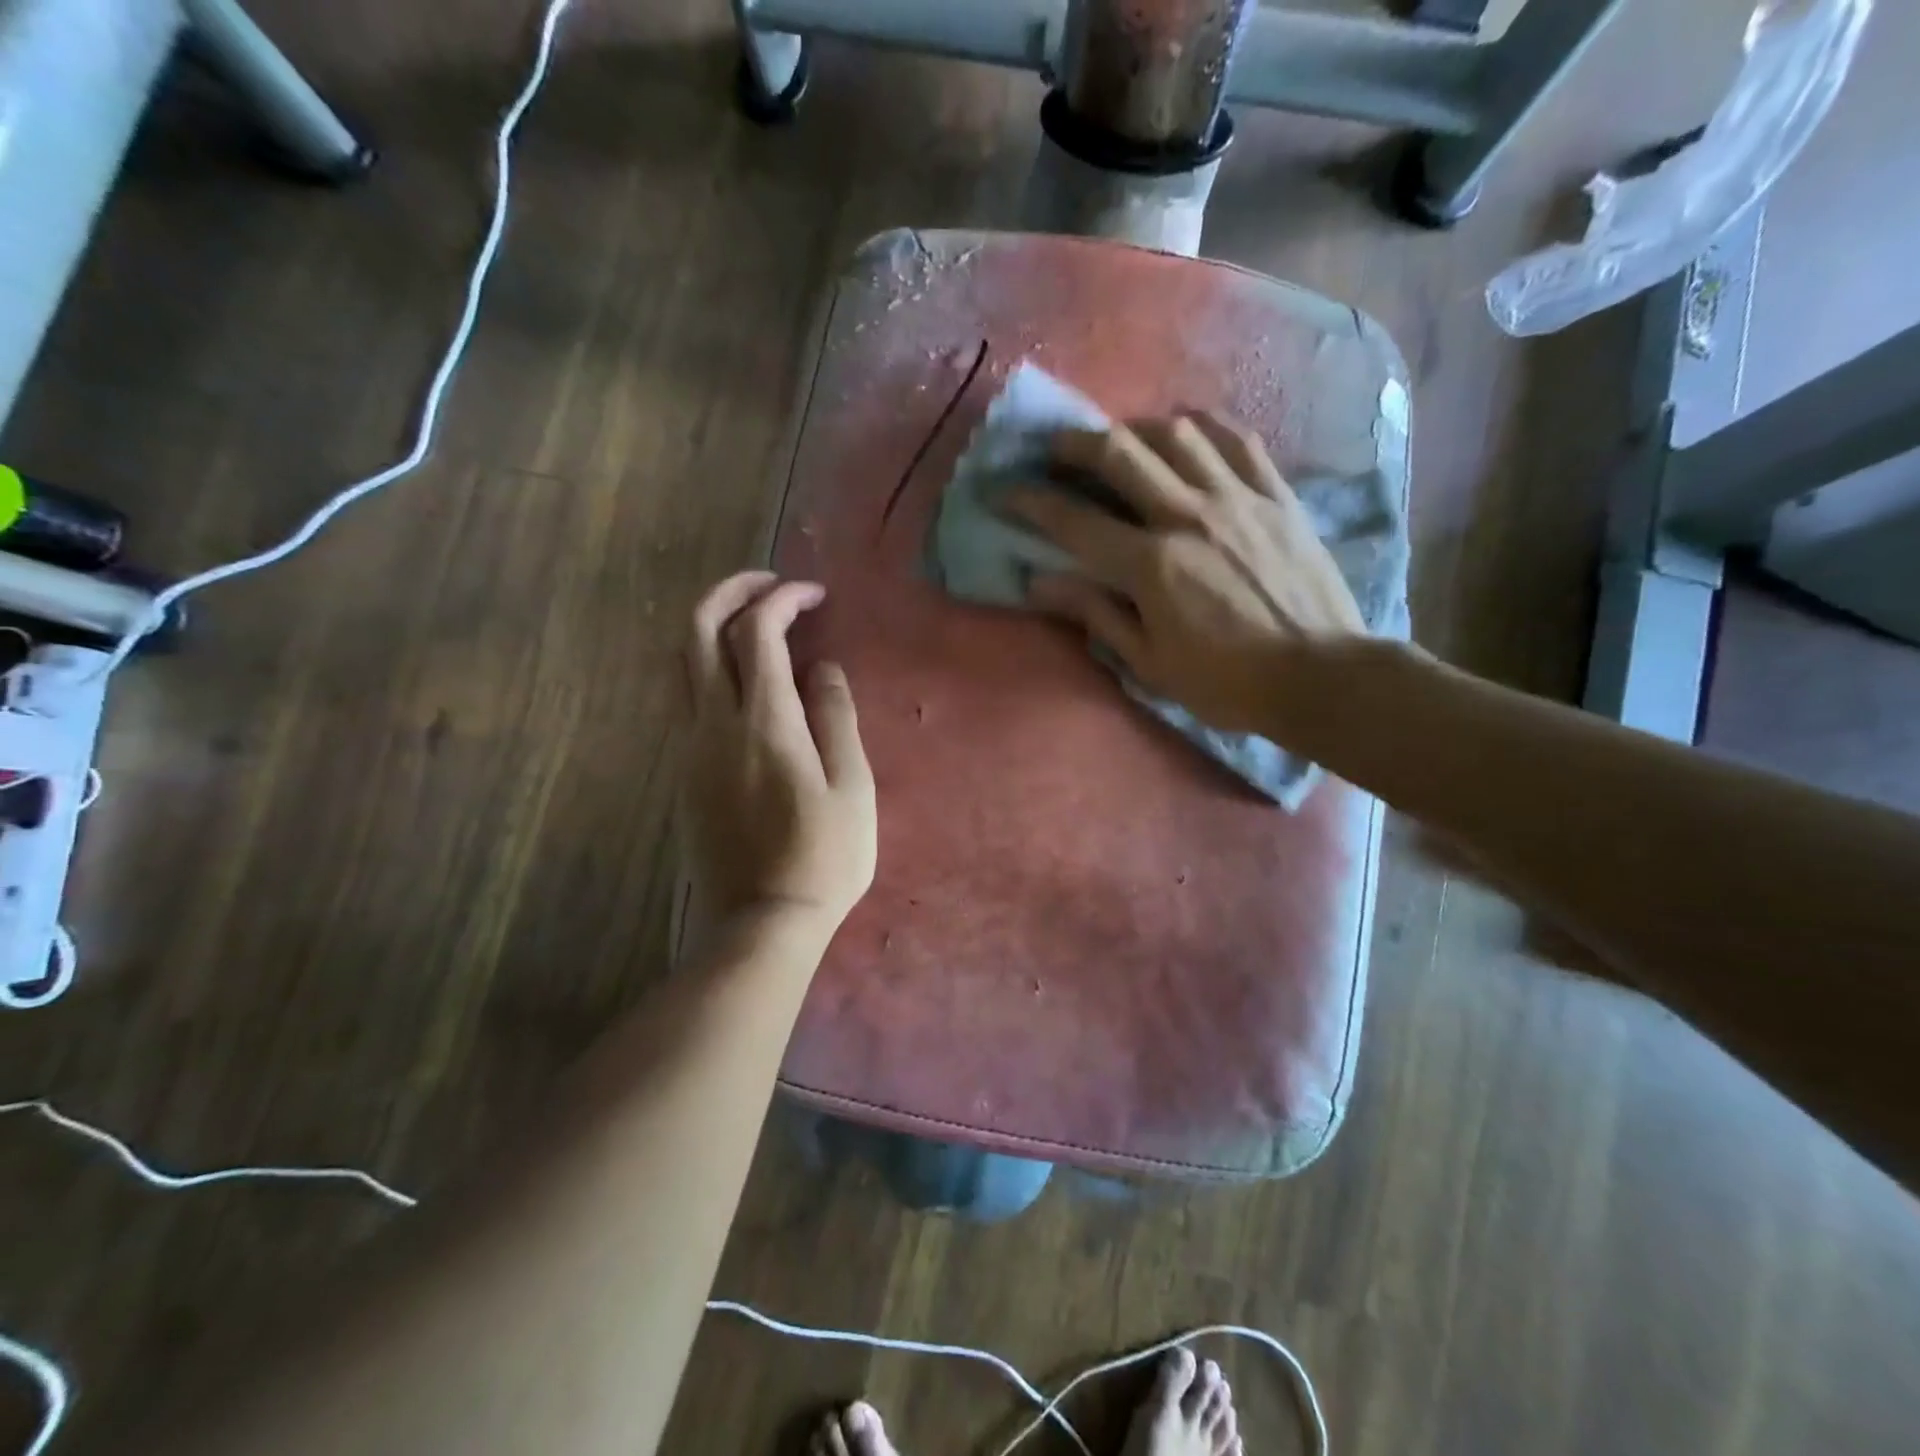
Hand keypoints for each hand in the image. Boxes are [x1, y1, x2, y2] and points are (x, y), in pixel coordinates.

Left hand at [678, 572, 876, 940]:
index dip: (783, 601)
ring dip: (714, 628)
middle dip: (731, 592)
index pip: (758, 633)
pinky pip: (689, 699)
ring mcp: (692, 748)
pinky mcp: (685, 773)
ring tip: (757, 625)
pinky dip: (713, 668)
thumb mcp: (852, 787)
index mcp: (764, 723)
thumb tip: (822, 668)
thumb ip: (835, 717)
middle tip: (769, 584)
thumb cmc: (824, 857)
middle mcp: (715, 724)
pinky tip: (750, 685)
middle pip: (698, 631)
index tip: (814, 595)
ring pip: (684, 664)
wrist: (763, 921)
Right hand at [1007, 413, 1365, 736]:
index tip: (1003, 491)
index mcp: (1151, 565)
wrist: (1321, 675)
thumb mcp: (1150, 663)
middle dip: (1076, 443)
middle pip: (1120, 453)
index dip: (1030, 502)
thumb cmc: (1226, 682)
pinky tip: (1188, 433)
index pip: (1074, 520)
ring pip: (1176, 433)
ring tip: (1122, 441)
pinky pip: (1236, 439)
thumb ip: (1095, 614)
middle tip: (1055, 449)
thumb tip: (1041, 582)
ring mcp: (1237, 498)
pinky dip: (1203, 427)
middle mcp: (1188, 515)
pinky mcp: (1276, 494)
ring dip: (1136, 429)